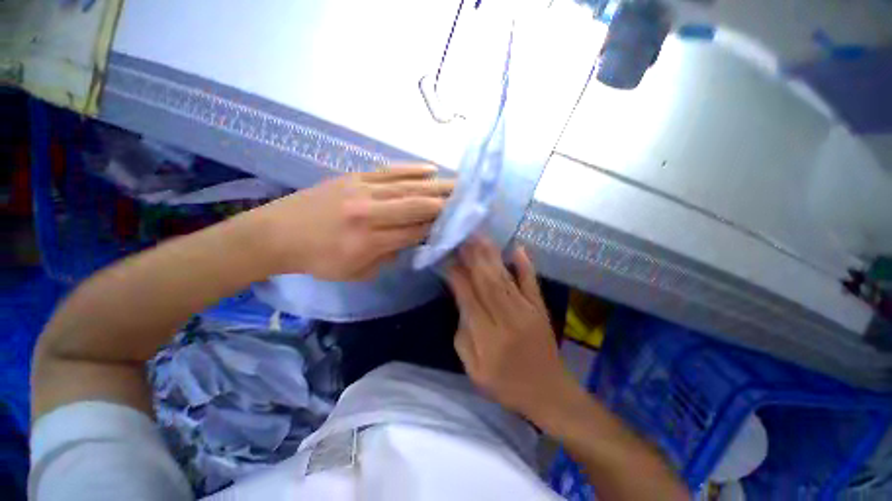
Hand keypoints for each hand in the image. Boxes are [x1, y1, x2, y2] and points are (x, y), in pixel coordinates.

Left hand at [254, 165, 452, 280]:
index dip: (437, 227)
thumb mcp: (356, 273)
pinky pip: (389, 171)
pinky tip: (430, 168)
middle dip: (446, 203)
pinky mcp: (355, 177)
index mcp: (370, 240)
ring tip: (458, 184)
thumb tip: (410, 241)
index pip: (415, 231)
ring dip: (436, 185)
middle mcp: (370, 213)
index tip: (456, 224)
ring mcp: (363, 190)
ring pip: (408, 186)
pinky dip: (412, 169)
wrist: (276, 234)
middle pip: (417, 205)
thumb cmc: (317, 260)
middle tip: (468, 199)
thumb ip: (388, 257)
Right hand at [446, 238, 577, 421]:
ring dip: (491, 256)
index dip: (457, 276)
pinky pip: (532, 283)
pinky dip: (525, 265)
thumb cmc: (506, 385)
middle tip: (463, 236)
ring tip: (479, 236)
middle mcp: (507, 319)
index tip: (447, 258)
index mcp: (488, 337)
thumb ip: (463, 337)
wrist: (549, 393)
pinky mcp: (540, 309)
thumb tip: (461, 303)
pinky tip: (518, 248)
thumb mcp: (474, 370)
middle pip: (487, 282)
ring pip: (505, 278)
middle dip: (473, 257)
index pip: (469, 298)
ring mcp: (527, 311)